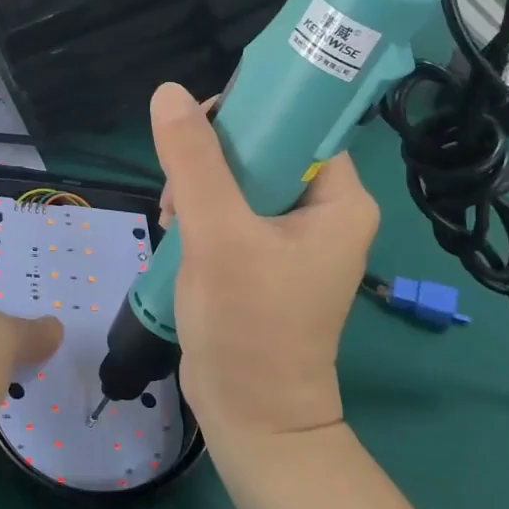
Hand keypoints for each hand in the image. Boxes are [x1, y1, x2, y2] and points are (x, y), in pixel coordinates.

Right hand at [150, 81, 378, 442]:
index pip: (298, 124)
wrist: (250, 416)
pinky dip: (201, 212)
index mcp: (340, 199)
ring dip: (199, 186)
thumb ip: (194, 162)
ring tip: (172, 215)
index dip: (249, 112)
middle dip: (211, 158)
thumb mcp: (218, 235)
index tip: (198, 125)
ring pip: (240, 179)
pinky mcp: (265, 258)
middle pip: (264, 149)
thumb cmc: (248, 324)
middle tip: (177, 182)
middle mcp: (324, 212)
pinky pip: (231, 210)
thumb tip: (169, 93)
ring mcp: (294, 237)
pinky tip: (176, 229)